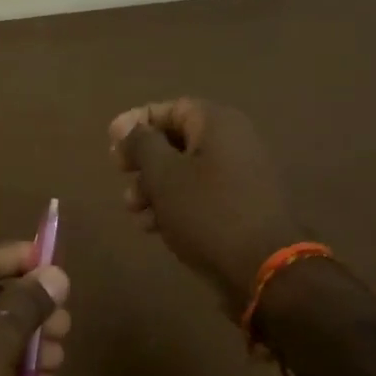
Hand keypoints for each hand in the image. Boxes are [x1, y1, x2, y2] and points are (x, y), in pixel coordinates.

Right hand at [110, 98, 305, 315]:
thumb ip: (141, 144)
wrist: (264, 267)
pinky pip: (200, 195)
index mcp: (217, 124)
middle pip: (176, 141)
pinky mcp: (240, 206)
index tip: (111, 142)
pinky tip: (154, 227)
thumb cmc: (207, 212)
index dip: (137, 122)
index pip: (171, 108)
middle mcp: (233, 142)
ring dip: (154, 188)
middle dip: (143, 161)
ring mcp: (240, 176)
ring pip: (185, 172)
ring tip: (134, 211)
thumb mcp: (164, 175)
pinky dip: (175, 205)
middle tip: (121, 176)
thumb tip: (127, 126)